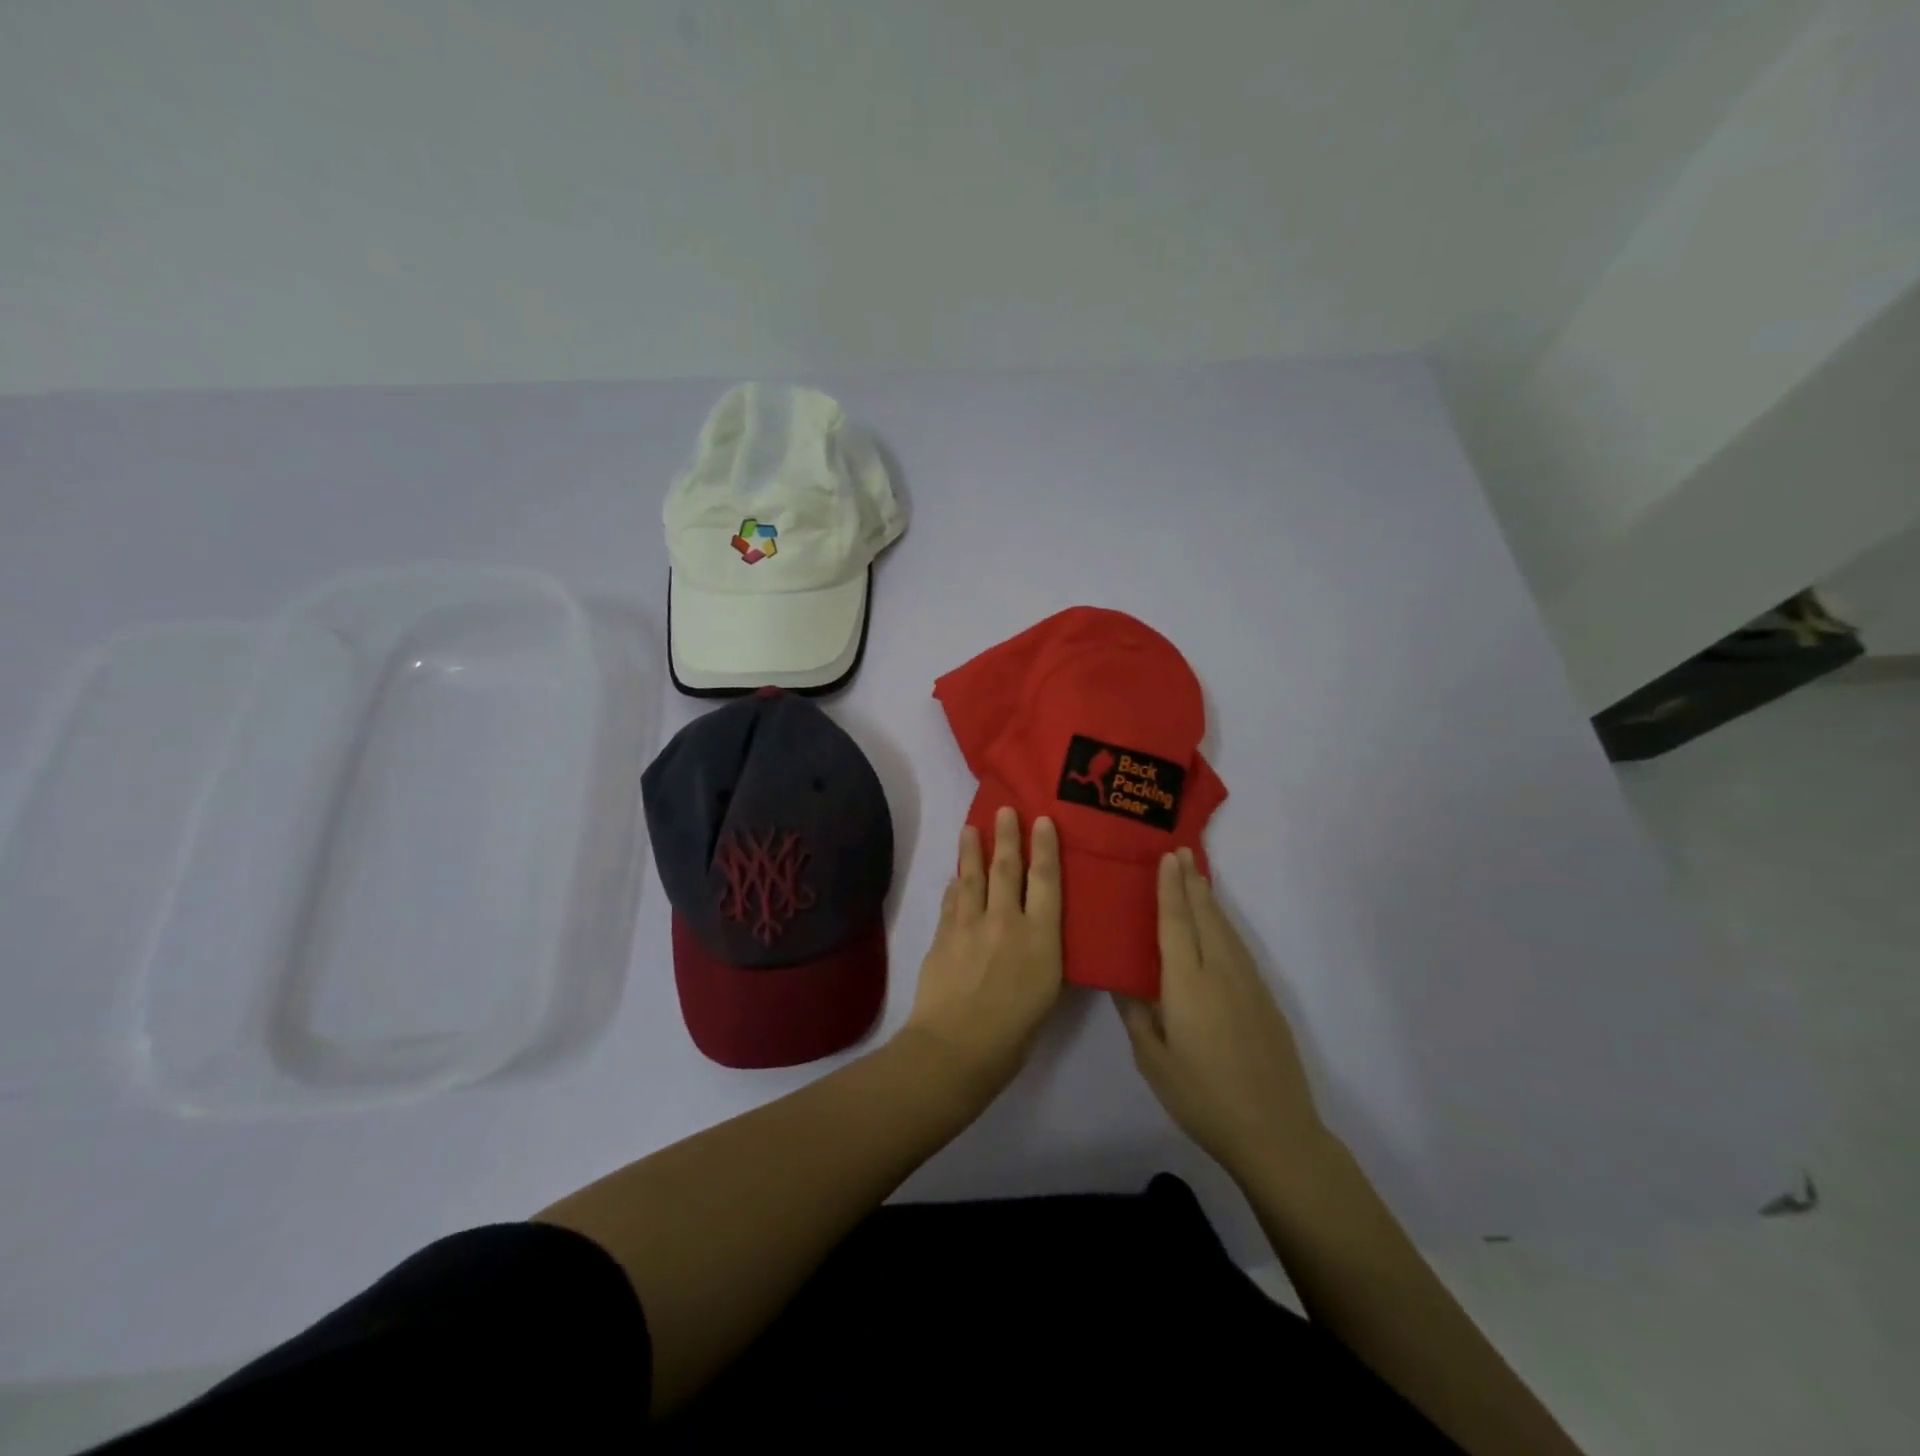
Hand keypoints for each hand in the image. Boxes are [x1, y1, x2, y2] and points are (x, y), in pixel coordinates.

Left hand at [902, 807, 1063, 1097]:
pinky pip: (951, 900)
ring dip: (973, 850)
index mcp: (1040, 937)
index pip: (1046, 880)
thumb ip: (1044, 957)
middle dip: (1007, 836)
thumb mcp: (1047, 994)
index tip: (1042, 820)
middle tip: (1005, 810)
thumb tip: (1039, 935)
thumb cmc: (1014, 1033)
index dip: (1045, 848)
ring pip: (973, 877)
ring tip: (971, 828)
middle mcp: (1006, 920)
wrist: (956, 1047)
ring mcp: (971, 924)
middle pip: (1007, 868)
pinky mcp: (944, 934)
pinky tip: (955, 877)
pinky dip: (955, 885)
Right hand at [1115, 849, 1328, 1182]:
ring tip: (1198, 878)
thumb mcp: (1153, 1061)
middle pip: (1205, 917)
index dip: (1170, 888)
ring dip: (1210, 901)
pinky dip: (1225, 926)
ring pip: (1226, 930)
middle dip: (1191, 883)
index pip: (1176, 923)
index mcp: (1188, 985)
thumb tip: (1120, 978)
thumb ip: (1136, 1014)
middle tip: (1181, 853)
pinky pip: (1240, 949)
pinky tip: (1220, 928)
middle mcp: (1221, 974)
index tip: (1167, 857)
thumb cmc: (1202, 1098)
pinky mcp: (1265, 1000)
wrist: (1274, 1132)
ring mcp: (1249, 985)